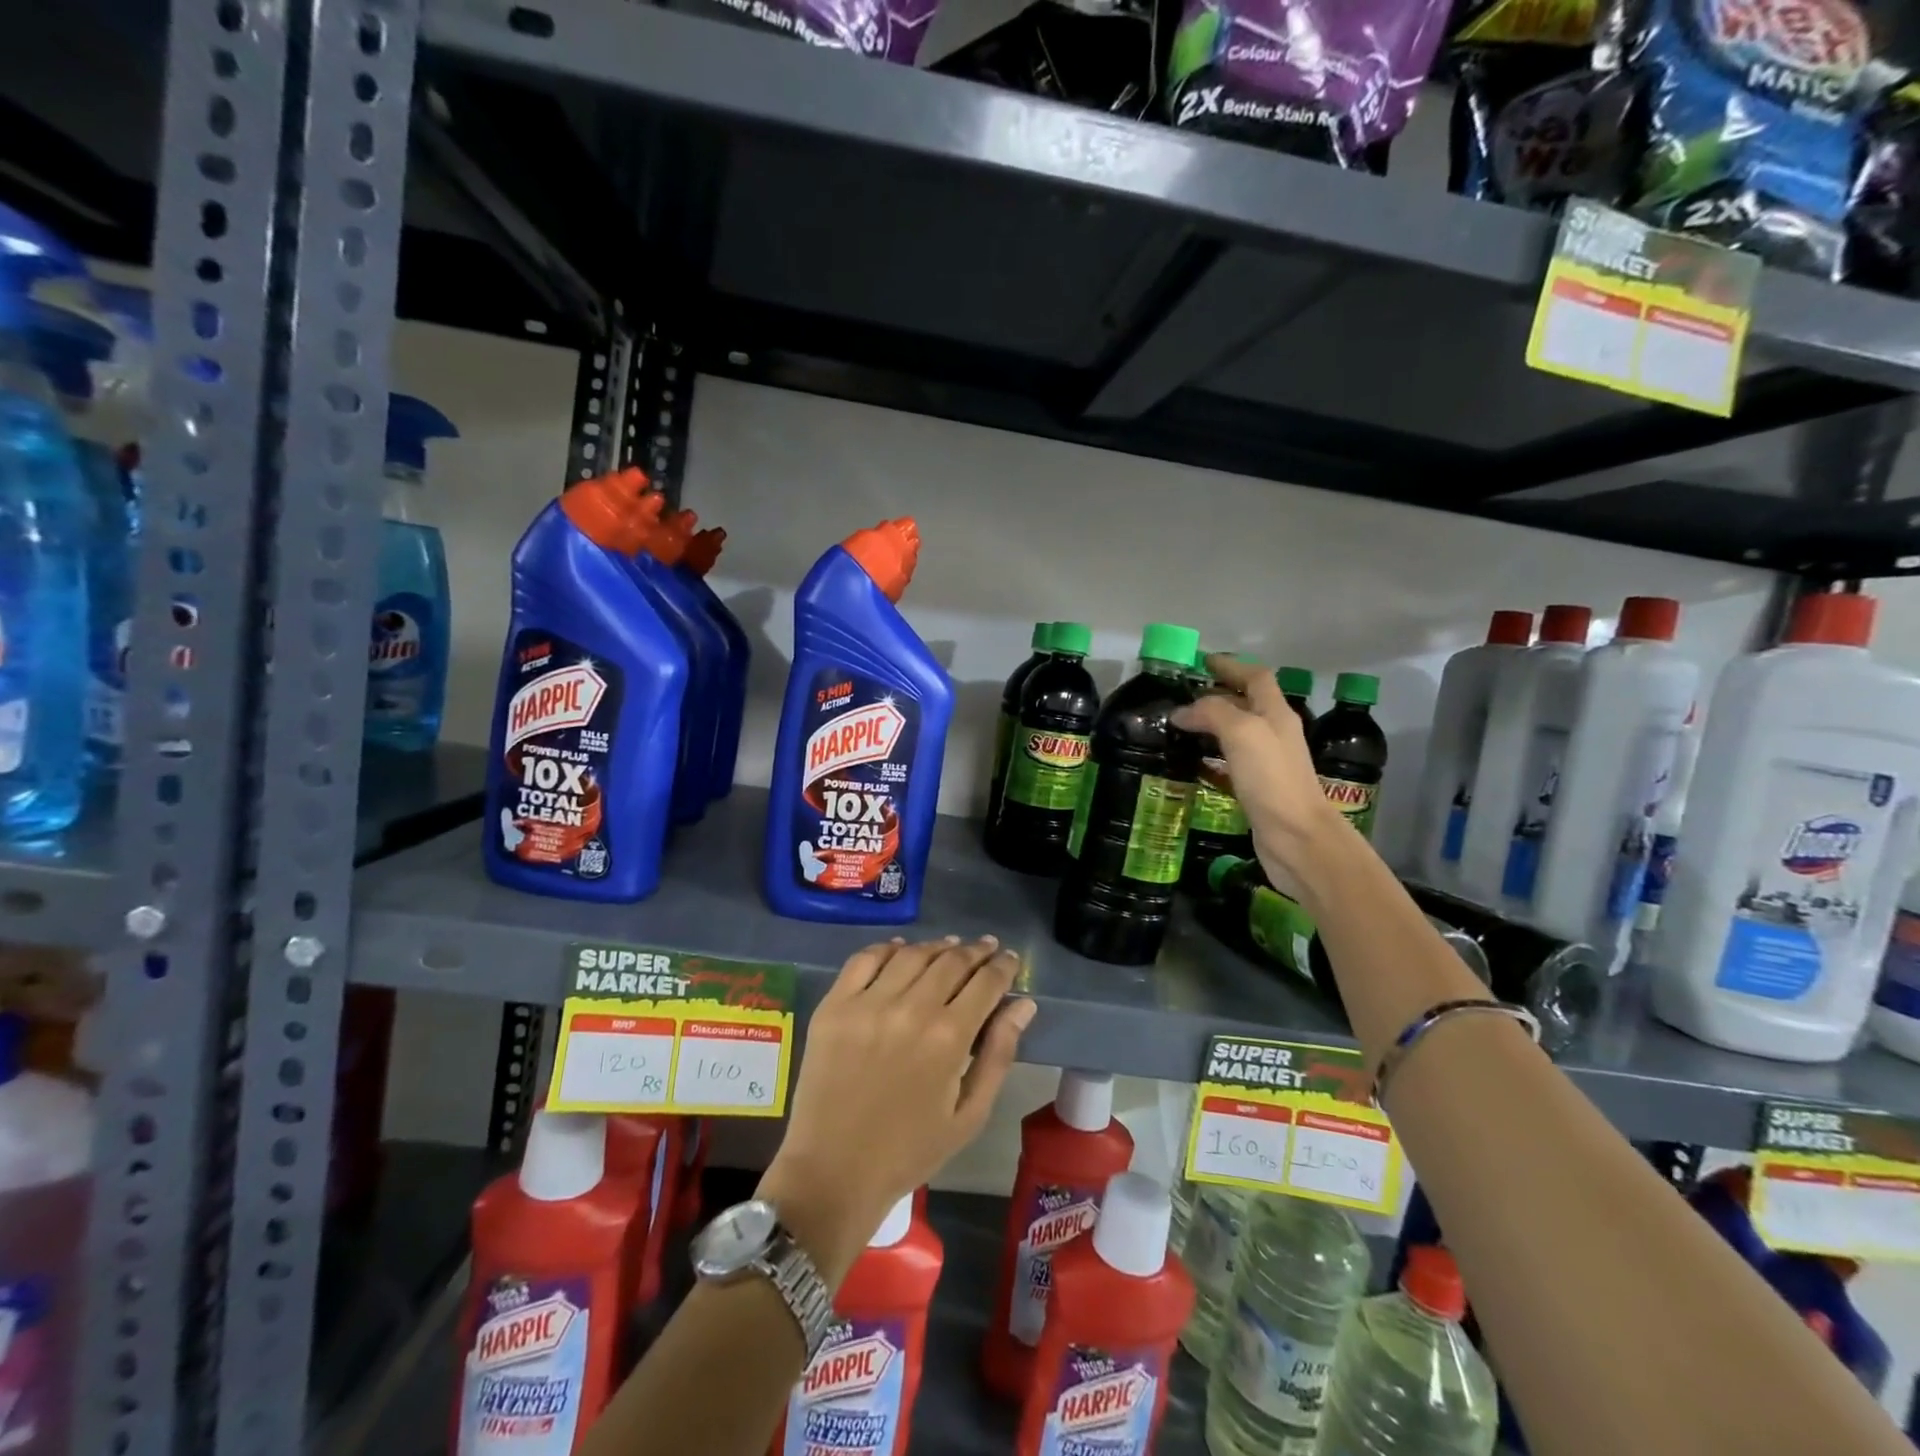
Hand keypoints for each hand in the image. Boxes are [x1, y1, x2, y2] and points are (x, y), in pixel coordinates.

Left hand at [757, 936, 1033, 1283]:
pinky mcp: (835, 1005)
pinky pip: (864, 959)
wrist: (832, 1172)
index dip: (1003, 966)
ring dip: (937, 947)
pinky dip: (887, 948)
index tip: (1011, 959)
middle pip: (951, 961)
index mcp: (948, 1038)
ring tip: (951, 947)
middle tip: (986, 948)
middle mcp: (910, 1009)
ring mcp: (868, 1003)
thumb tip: (1023, 1005)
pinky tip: (900, 949)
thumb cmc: (909, 1151)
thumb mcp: (969, 1115)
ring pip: (911, 954)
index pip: (985, 983)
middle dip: (976, 951)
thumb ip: (999, 1054)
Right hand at [1173, 653, 1350, 895]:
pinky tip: (1192, 765)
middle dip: (1216, 696)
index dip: (1231, 667)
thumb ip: (1212, 713)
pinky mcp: (1257, 790)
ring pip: (1236, 735)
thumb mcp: (1242, 733)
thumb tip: (1182, 712)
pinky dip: (1210, 760)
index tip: (1202, 663)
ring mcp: (1267, 764)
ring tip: (1180, 727)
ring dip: (1211, 727)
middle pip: (1245, 704)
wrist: (1298, 839)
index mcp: (1276, 714)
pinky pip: (1230, 765)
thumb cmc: (1273, 779)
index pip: (1255, 678)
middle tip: (1182, 696)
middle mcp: (1274, 734)